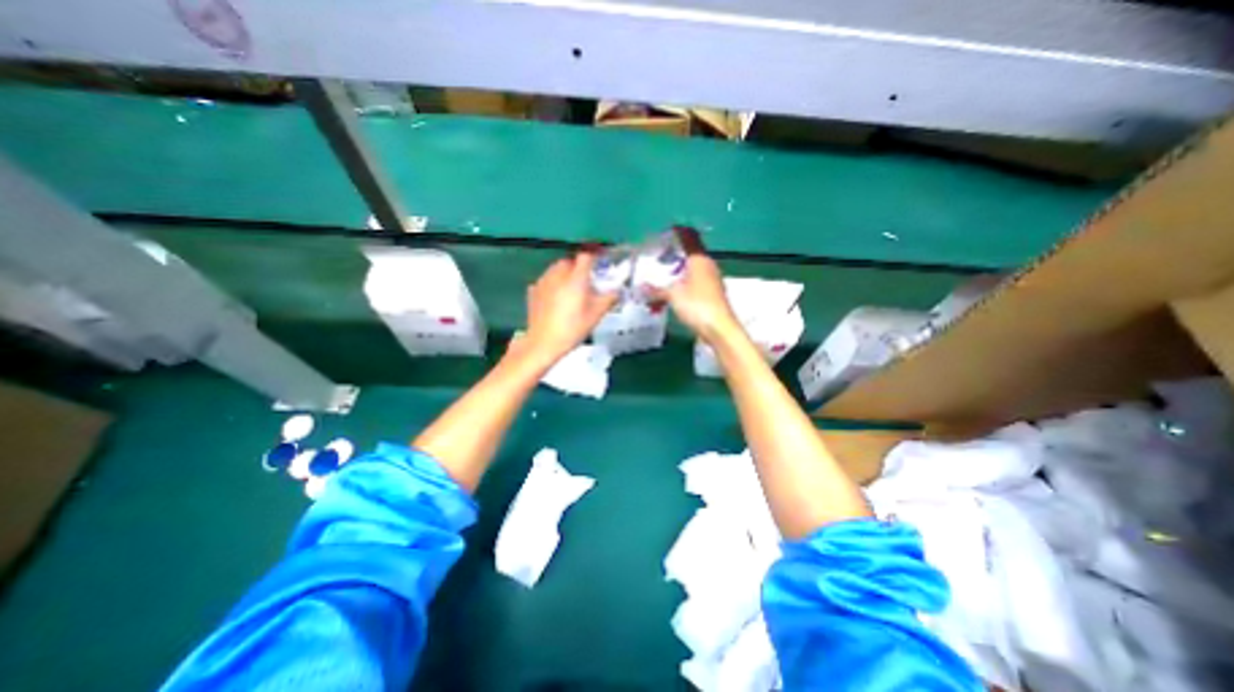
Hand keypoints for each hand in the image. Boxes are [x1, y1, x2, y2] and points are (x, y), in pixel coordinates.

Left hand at [517, 248, 617, 367]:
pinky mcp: (533, 291)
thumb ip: (608, 299)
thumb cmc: (573, 328)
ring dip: (564, 275)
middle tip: (586, 282)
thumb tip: (618, 291)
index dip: (593, 258)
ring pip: (555, 270)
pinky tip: (555, 298)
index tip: (599, 265)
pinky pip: (546, 281)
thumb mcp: (596, 315)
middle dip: (578, 268)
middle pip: (569, 261)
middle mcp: (558, 275)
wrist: (543, 343)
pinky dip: (552, 284)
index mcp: (575, 278)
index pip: (585, 257)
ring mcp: (543, 282)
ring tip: (571, 291)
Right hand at [654, 228, 741, 342]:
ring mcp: (711, 280)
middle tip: (657, 256)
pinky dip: (682, 286)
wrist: (719, 329)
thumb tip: (640, 287)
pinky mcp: (711, 294)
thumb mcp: (673, 296)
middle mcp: (707, 266)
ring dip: (677, 272)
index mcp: (699, 260)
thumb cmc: (697, 306)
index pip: (689, 237)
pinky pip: (693, 284)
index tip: (666, 230)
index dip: (679, 231)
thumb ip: (656, 290)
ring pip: (691, 270)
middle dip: (674, 254)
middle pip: (690, 254)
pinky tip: (671, 295)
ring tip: (660, 277)